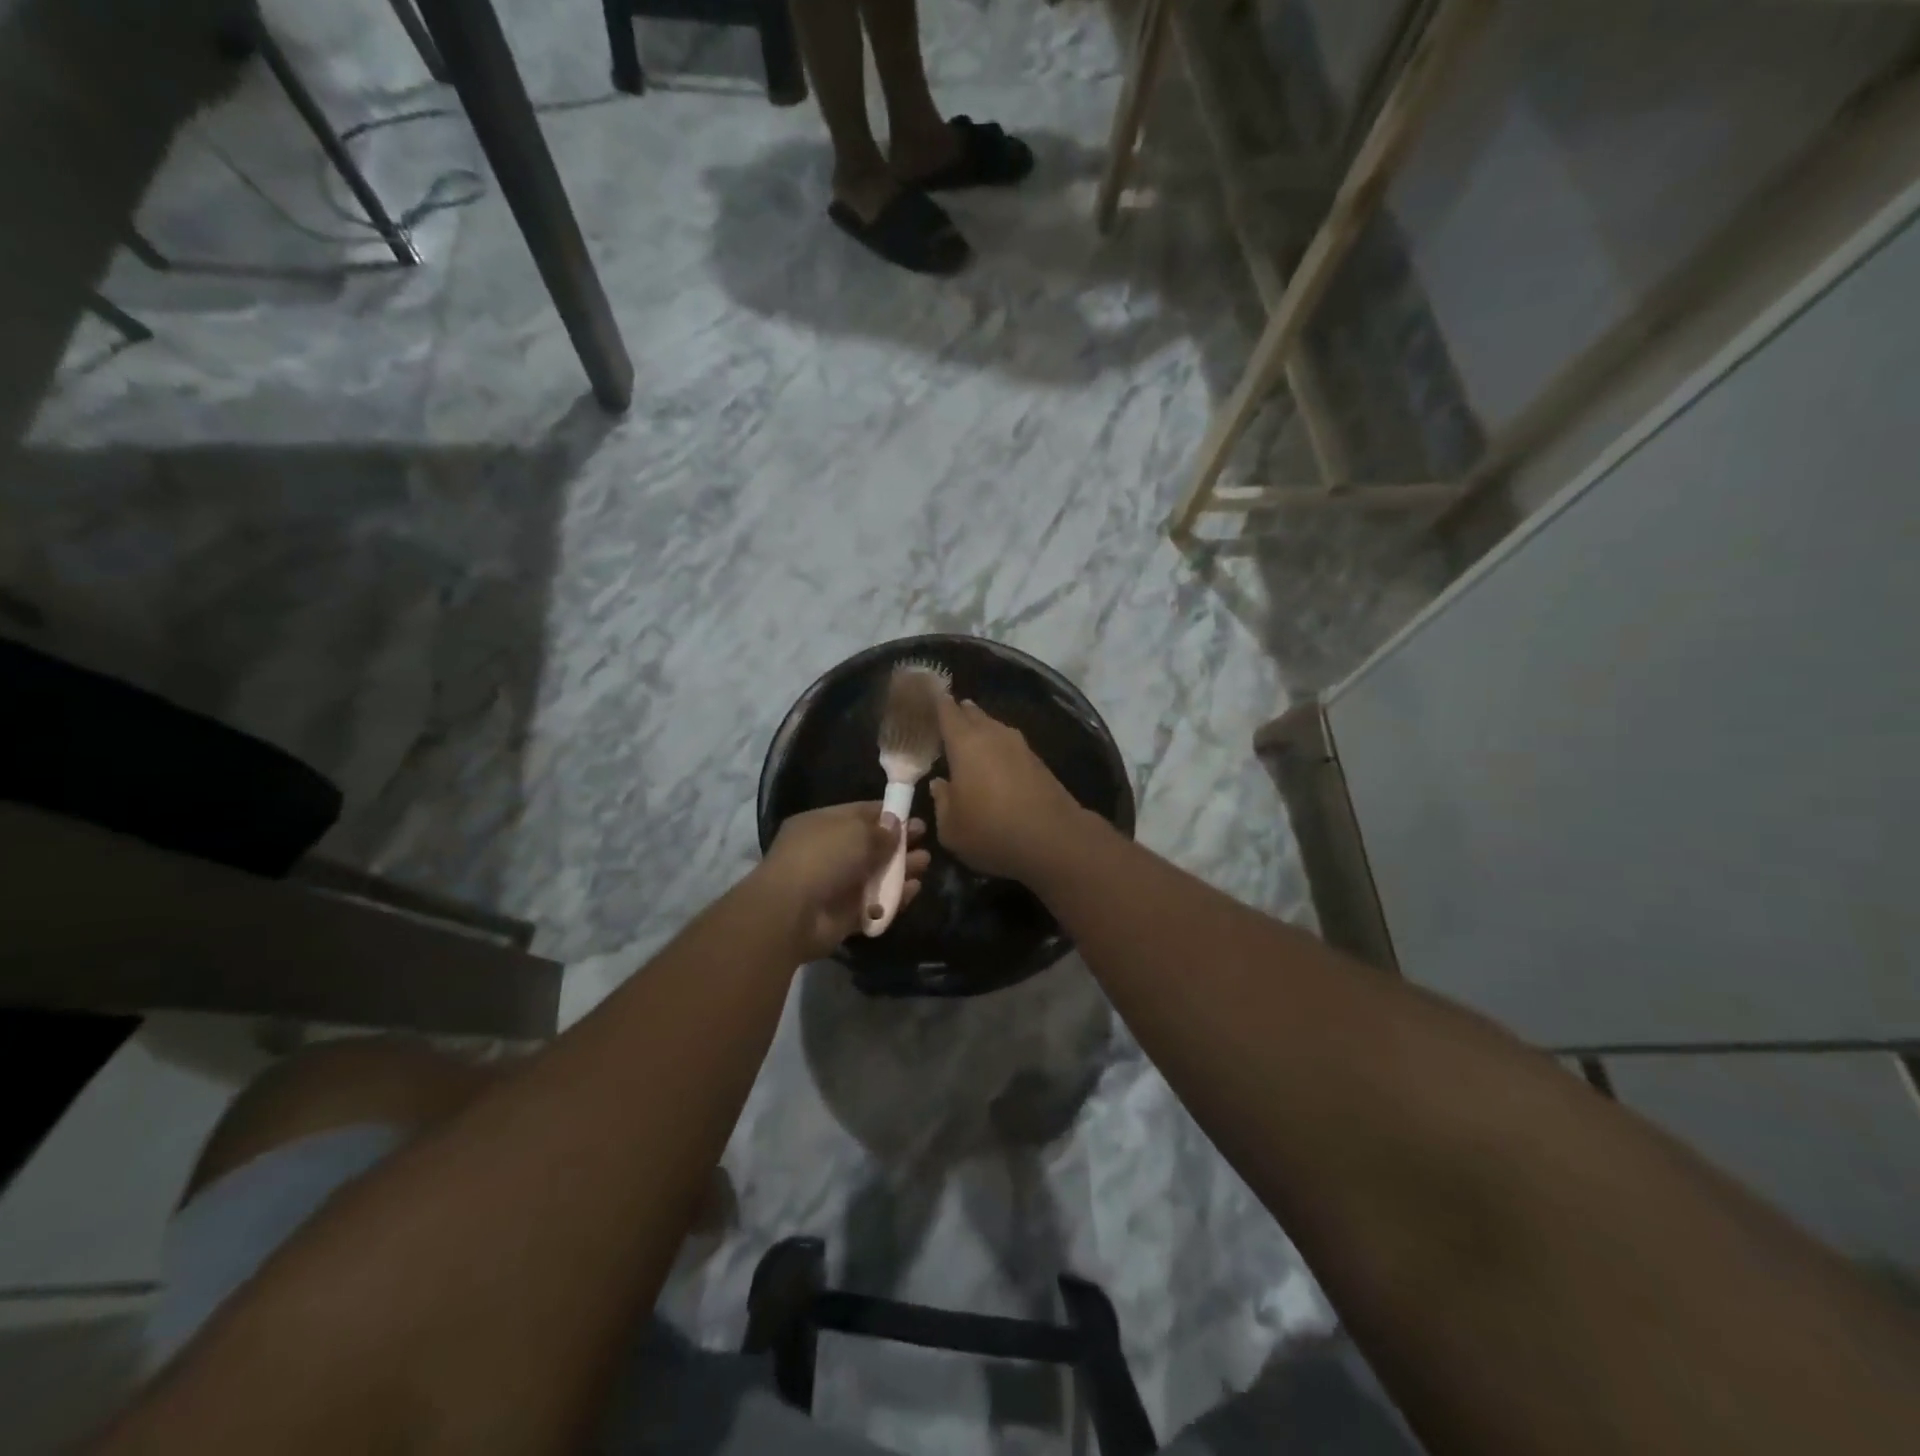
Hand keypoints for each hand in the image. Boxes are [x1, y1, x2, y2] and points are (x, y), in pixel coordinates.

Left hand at [757, 802, 929, 959]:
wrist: (793, 913)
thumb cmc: (822, 858)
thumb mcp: (855, 833)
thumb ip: (880, 830)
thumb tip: (895, 824)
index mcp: (821, 825)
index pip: (859, 814)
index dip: (887, 814)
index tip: (913, 816)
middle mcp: (828, 852)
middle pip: (870, 845)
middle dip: (898, 843)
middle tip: (925, 841)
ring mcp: (835, 884)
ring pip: (875, 874)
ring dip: (900, 869)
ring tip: (924, 863)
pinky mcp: (844, 914)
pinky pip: (875, 903)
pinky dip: (894, 897)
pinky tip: (913, 889)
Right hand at [927, 697, 1091, 882]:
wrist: (1054, 839)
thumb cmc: (991, 831)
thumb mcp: (951, 828)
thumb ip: (941, 801)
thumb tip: (939, 784)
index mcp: (965, 743)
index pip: (947, 711)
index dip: (937, 702)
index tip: (928, 696)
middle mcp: (993, 735)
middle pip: (973, 714)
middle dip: (959, 712)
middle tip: (946, 716)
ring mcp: (1019, 746)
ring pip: (994, 727)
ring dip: (981, 729)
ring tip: (969, 738)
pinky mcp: (1038, 761)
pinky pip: (1010, 745)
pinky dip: (998, 747)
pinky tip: (995, 762)